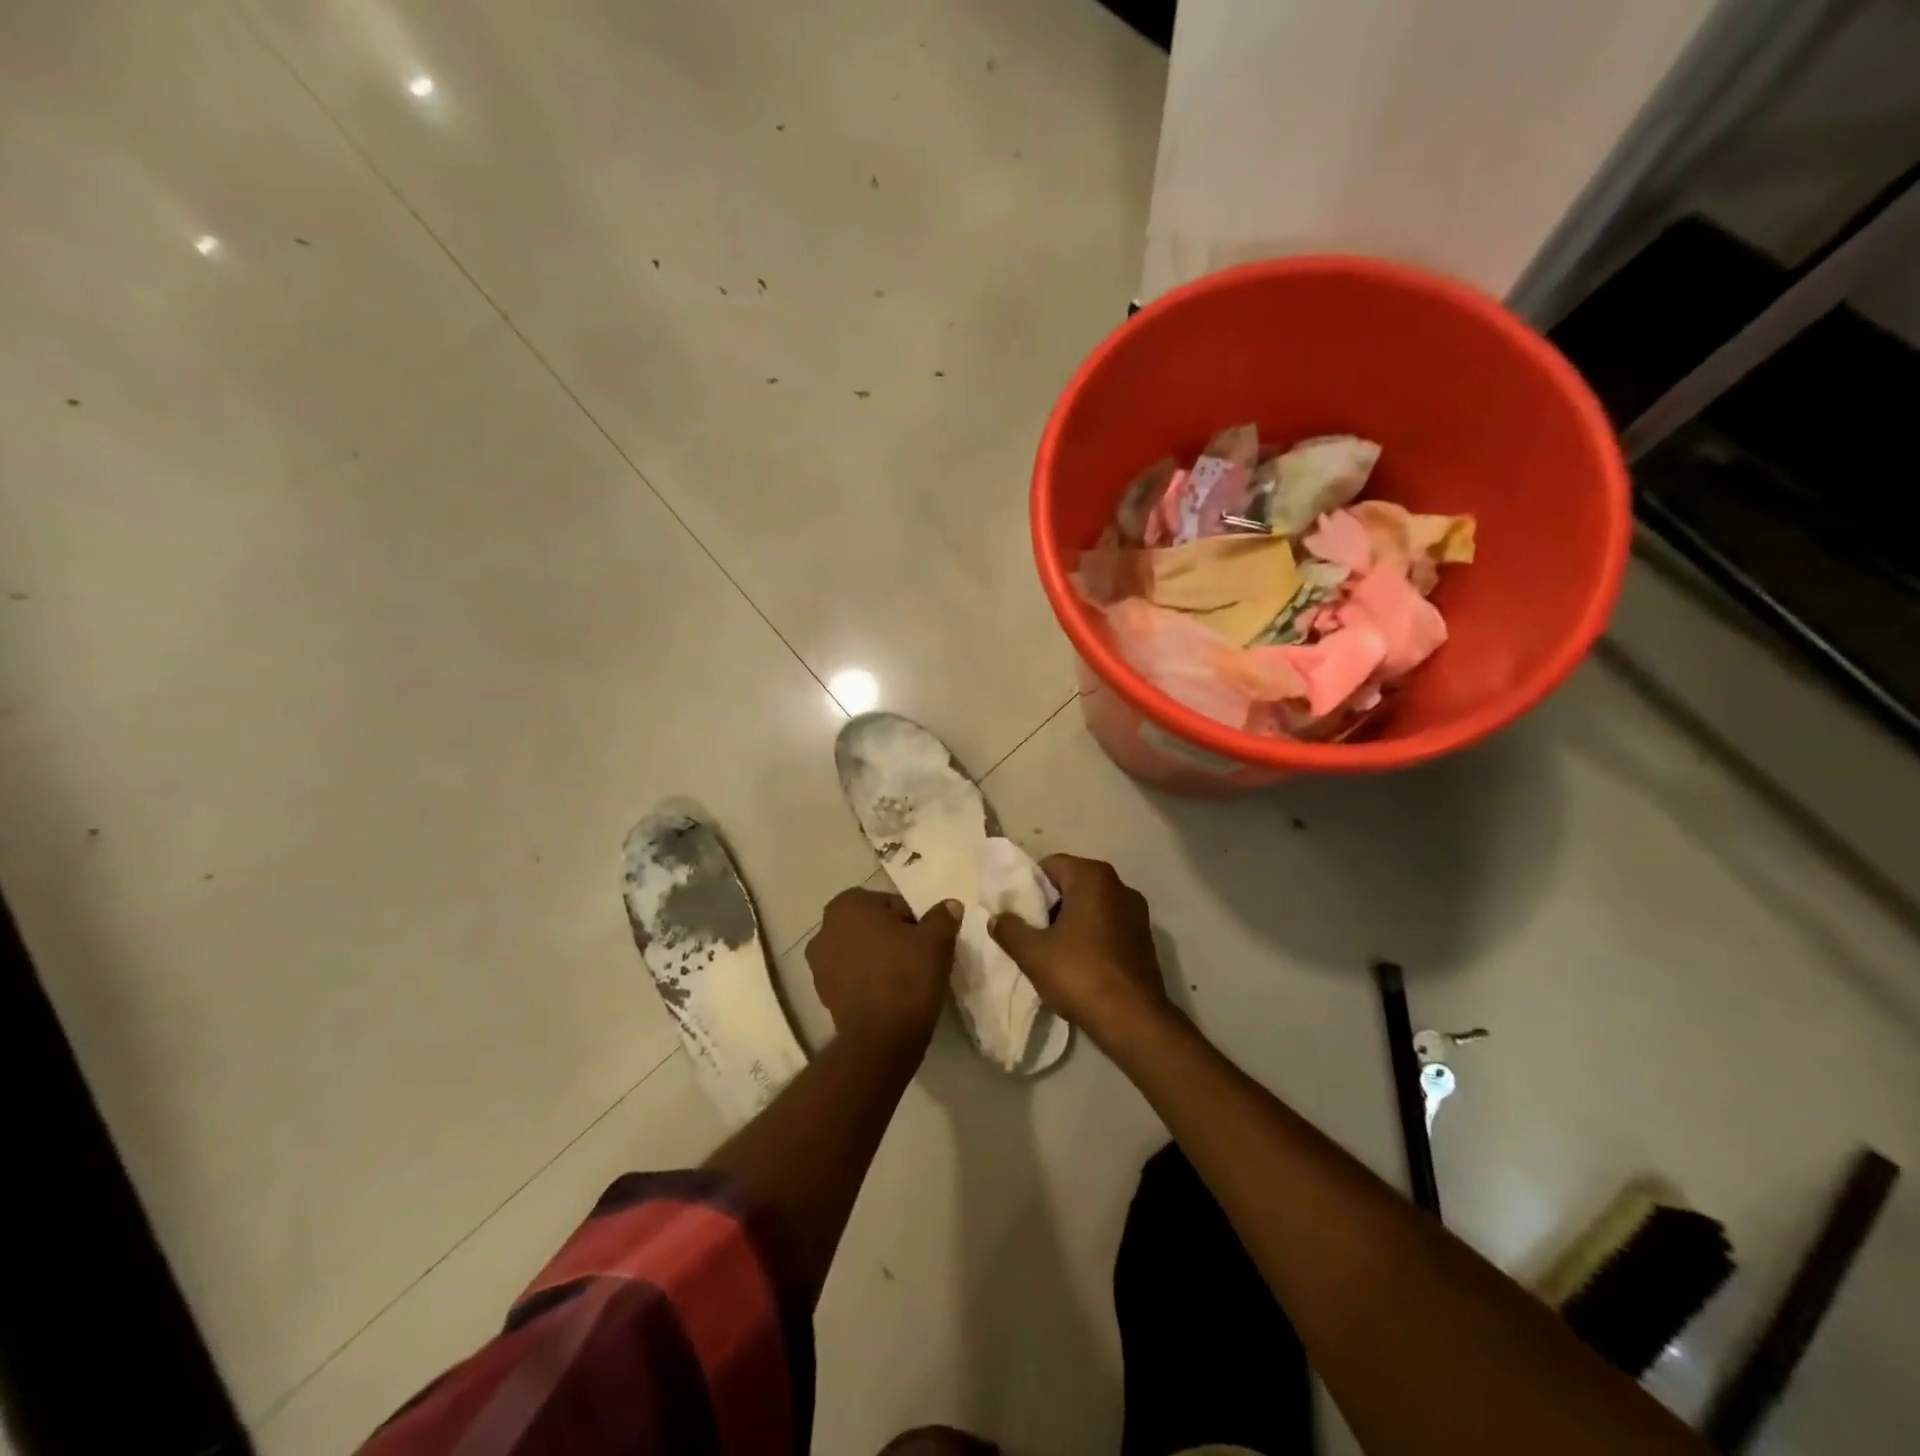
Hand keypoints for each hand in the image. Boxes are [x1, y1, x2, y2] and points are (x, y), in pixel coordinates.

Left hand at [808, 888, 961, 1051]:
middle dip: (891, 937)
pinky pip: (852, 975)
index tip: (925, 941)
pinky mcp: (822, 993)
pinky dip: (867, 979)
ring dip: (877, 958)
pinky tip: (887, 994)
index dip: (912, 921)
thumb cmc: (907, 976)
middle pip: (872, 926)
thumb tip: (949, 905)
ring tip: (903, 978)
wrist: (882, 1038)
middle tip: (917, 957)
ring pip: (860, 950)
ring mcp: (818, 963)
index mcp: (848, 905)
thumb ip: (942, 916)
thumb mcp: (936, 940)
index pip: (891, 904)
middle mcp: (825, 928)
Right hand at [989, 854, 1172, 1046]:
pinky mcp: (1145, 938)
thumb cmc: (1080, 974)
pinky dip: (1091, 935)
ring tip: (1051, 949)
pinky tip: (1079, 962)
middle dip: (1049, 904)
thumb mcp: (1032, 953)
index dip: (1029, 886)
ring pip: (1091, 906)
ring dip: (1071, 921)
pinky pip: (1109, 925)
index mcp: (1093, 878)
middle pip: (1072, 884)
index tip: (1017, 911)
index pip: (1050, 865)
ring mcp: (1136, 912)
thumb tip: (997, 918)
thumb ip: (1009, 929)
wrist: (1133, 1019)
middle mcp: (1119, 886)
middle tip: (1030, 930)